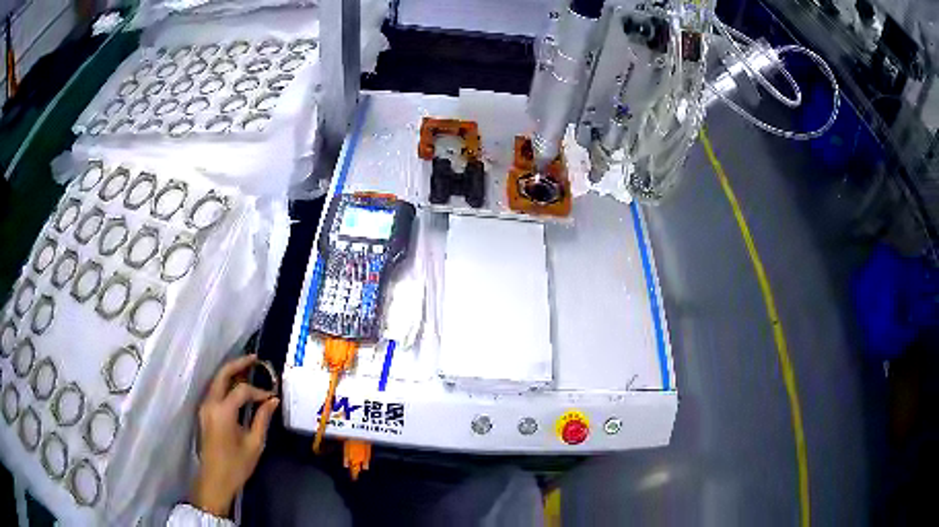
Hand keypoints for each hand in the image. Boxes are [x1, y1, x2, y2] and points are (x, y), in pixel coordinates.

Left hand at [191, 354, 279, 516]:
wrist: (215, 480)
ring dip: (231, 373)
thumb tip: (273, 401)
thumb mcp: (254, 444)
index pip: (242, 390)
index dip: (258, 391)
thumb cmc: (236, 465)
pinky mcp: (204, 413)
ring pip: (216, 381)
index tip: (272, 398)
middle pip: (222, 375)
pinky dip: (226, 384)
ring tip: (248, 369)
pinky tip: (237, 387)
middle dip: (238, 364)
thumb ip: (262, 419)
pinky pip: (215, 391)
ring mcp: (204, 407)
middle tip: (255, 359)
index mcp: (222, 411)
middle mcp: (210, 404)